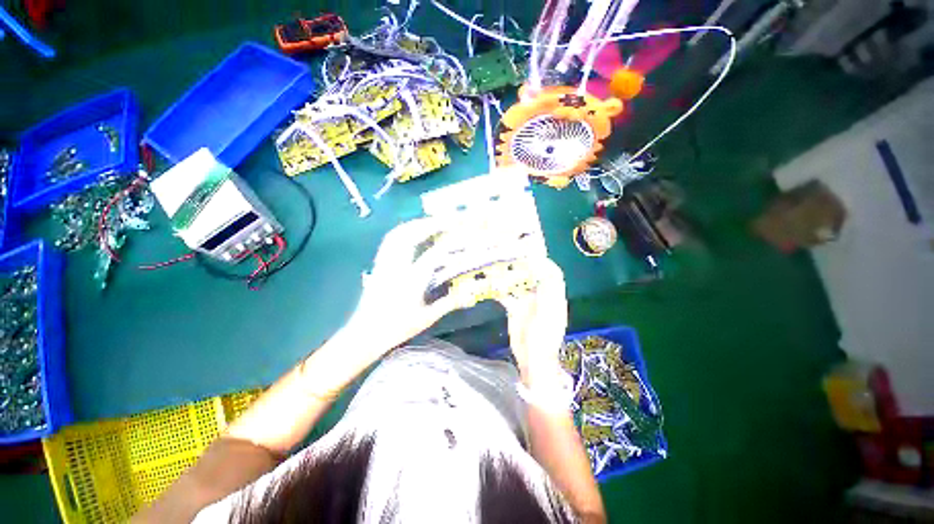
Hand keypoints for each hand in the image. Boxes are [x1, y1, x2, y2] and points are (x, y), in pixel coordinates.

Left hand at [345, 217, 459, 351]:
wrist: (365, 333)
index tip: (462, 234)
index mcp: (411, 280)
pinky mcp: (378, 263)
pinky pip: (390, 240)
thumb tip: (468, 294)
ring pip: (398, 234)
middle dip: (430, 224)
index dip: (449, 242)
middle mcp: (397, 266)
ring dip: (416, 224)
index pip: (433, 254)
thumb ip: (448, 303)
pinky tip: (411, 231)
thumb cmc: (397, 327)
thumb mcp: (427, 318)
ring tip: (431, 222)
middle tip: (447, 220)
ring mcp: (385, 263)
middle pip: (411, 236)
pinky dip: (403, 230)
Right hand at [497, 258, 567, 385]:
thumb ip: (547, 292)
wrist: (532, 359)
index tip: (531, 253)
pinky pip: (508, 295)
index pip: (551, 274)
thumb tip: (546, 270)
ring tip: (498, 266)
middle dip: (523, 265)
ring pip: (519, 284)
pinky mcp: (515, 309)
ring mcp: (527, 302)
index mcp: (552, 296)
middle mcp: (540, 296)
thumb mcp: (548, 313)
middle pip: (533, 276)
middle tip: (510, 256)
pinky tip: (491, 285)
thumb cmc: (544, 338)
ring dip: (510, 276)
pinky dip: (500, 289)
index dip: (544, 263)